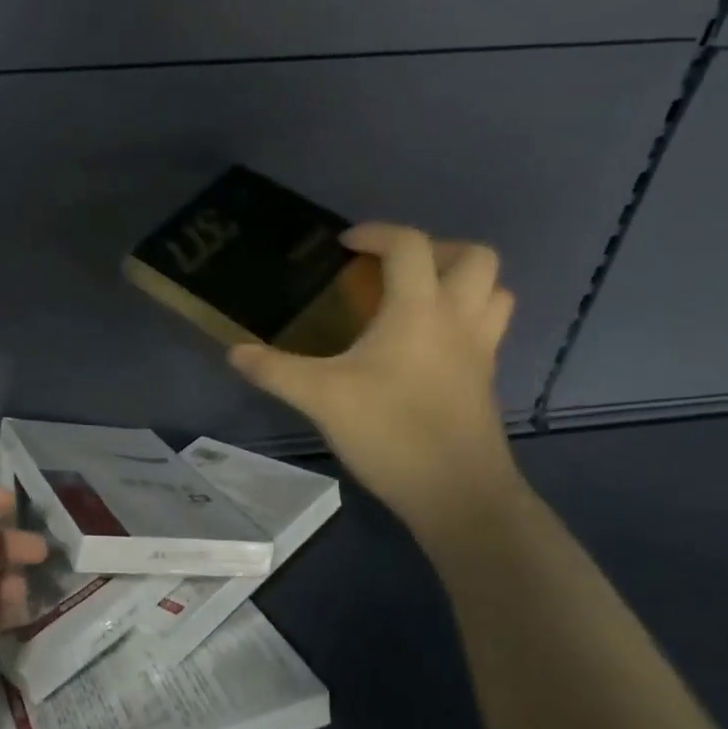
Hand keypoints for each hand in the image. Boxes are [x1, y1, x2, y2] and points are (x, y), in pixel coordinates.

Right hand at [229, 223, 522, 537]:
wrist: (458, 495)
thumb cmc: (391, 432)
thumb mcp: (320, 397)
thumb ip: (274, 369)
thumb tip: (234, 352)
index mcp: (420, 310)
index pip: (410, 244)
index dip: (376, 233)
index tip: (344, 246)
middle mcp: (459, 319)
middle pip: (474, 256)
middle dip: (434, 248)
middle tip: (393, 270)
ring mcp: (481, 350)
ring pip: (493, 291)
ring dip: (460, 281)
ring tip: (416, 298)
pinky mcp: (485, 379)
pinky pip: (488, 327)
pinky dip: (463, 317)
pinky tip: (424, 346)